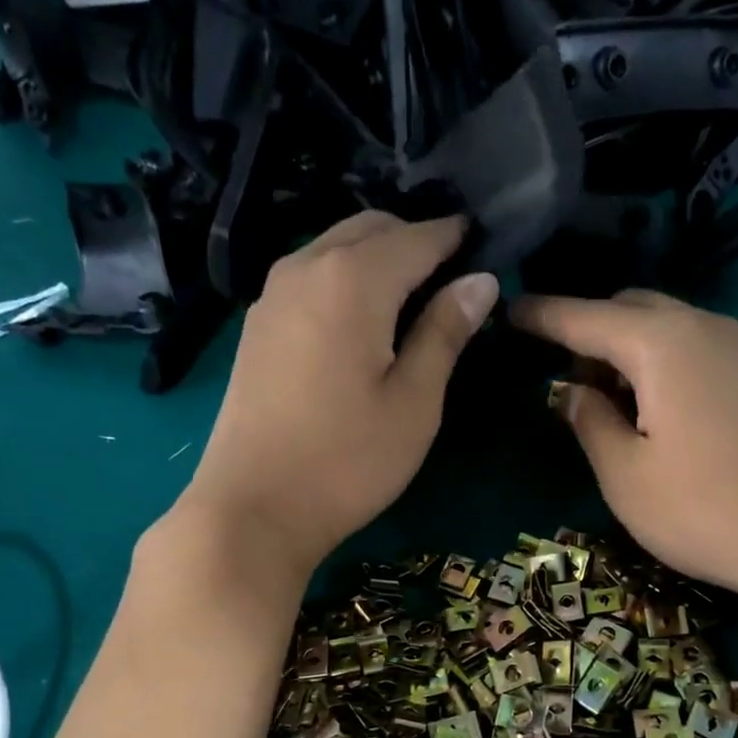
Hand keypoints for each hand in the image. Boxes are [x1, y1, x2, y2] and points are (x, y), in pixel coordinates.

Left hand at [179, 212, 498, 574]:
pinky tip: (362, 321)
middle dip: (414, 241)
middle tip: (451, 278)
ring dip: (376, 258)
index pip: (417, 238)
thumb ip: (445, 333)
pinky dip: (345, 280)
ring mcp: (272, 295)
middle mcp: (306, 267)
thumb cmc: (348, 462)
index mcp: (353, 280)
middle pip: (369, 229)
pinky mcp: (257, 326)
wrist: (254, 508)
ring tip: (411, 299)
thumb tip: (480, 281)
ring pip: (334, 248)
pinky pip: (310, 277)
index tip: (484, 248)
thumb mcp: (414, 404)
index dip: (454, 239)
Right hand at [513, 290, 737, 608]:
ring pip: (659, 325)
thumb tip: (572, 392)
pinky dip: (653, 362)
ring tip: (598, 401)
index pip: (584, 317)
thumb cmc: (702, 509)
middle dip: (585, 331)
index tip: (507, 312)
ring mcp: (733, 347)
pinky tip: (643, 407)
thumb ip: (589, 422)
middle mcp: (699, 326)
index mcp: (659, 343)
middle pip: (626, 307)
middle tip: (559, 380)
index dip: (542, 315)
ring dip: (621, 349)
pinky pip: (686, 347)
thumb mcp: (624, 475)